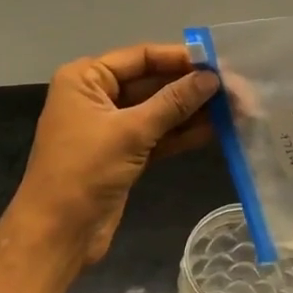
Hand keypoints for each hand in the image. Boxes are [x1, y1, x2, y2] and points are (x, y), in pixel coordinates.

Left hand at [10, 43, 217, 274]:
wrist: (57, 235)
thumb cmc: (84, 171)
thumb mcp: (130, 132)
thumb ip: (173, 103)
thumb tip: (212, 78)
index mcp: (86, 79)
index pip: (141, 57)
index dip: (180, 59)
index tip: (219, 63)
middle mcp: (97, 96)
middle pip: (152, 82)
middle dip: (192, 87)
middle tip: (235, 89)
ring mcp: (111, 127)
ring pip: (158, 110)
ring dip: (193, 111)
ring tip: (235, 108)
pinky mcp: (123, 154)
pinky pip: (158, 135)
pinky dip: (183, 133)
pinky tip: (217, 130)